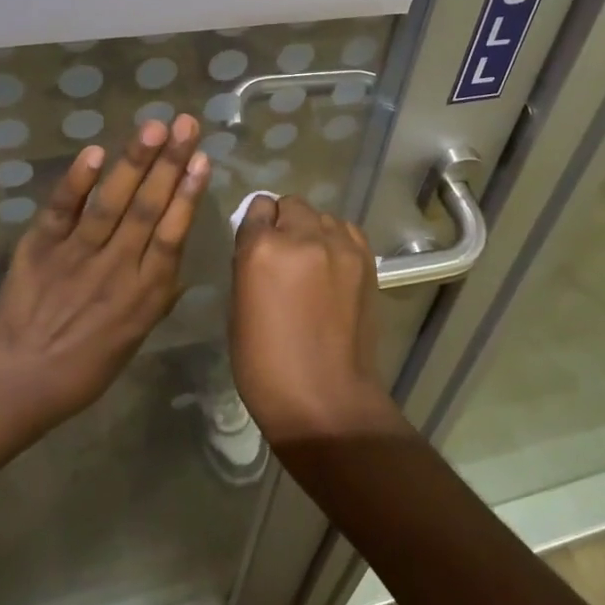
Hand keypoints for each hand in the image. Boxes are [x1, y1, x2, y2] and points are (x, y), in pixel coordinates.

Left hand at [0, 114, 208, 430]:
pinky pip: (62, 209)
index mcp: (144, 293)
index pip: (172, 233)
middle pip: (148, 207)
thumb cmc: (85, 365)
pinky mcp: (41, 247)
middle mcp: (116, 267)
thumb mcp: (136, 337)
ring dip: (134, 161)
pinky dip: (78, 181)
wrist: (17, 381)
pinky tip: (95, 152)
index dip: (188, 193)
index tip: (202, 158)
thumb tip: (176, 256)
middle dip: (170, 162)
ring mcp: (77, 254)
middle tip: (186, 123)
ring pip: (112, 202)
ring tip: (153, 126)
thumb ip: (157, 293)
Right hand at [229, 196, 403, 446]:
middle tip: (285, 255)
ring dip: (312, 231)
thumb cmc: (267, 365)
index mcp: (262, 249)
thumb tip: (260, 246)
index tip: (258, 242)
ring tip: (312, 263)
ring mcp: (339, 246)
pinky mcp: (366, 260)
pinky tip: (333, 267)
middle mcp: (303, 236)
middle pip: (292, 204)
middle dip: (285, 222)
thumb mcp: (239, 309)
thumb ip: (249, 265)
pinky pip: (347, 231)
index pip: (258, 207)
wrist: (326, 400)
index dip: (257, 224)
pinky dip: (337, 241)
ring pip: (322, 216)